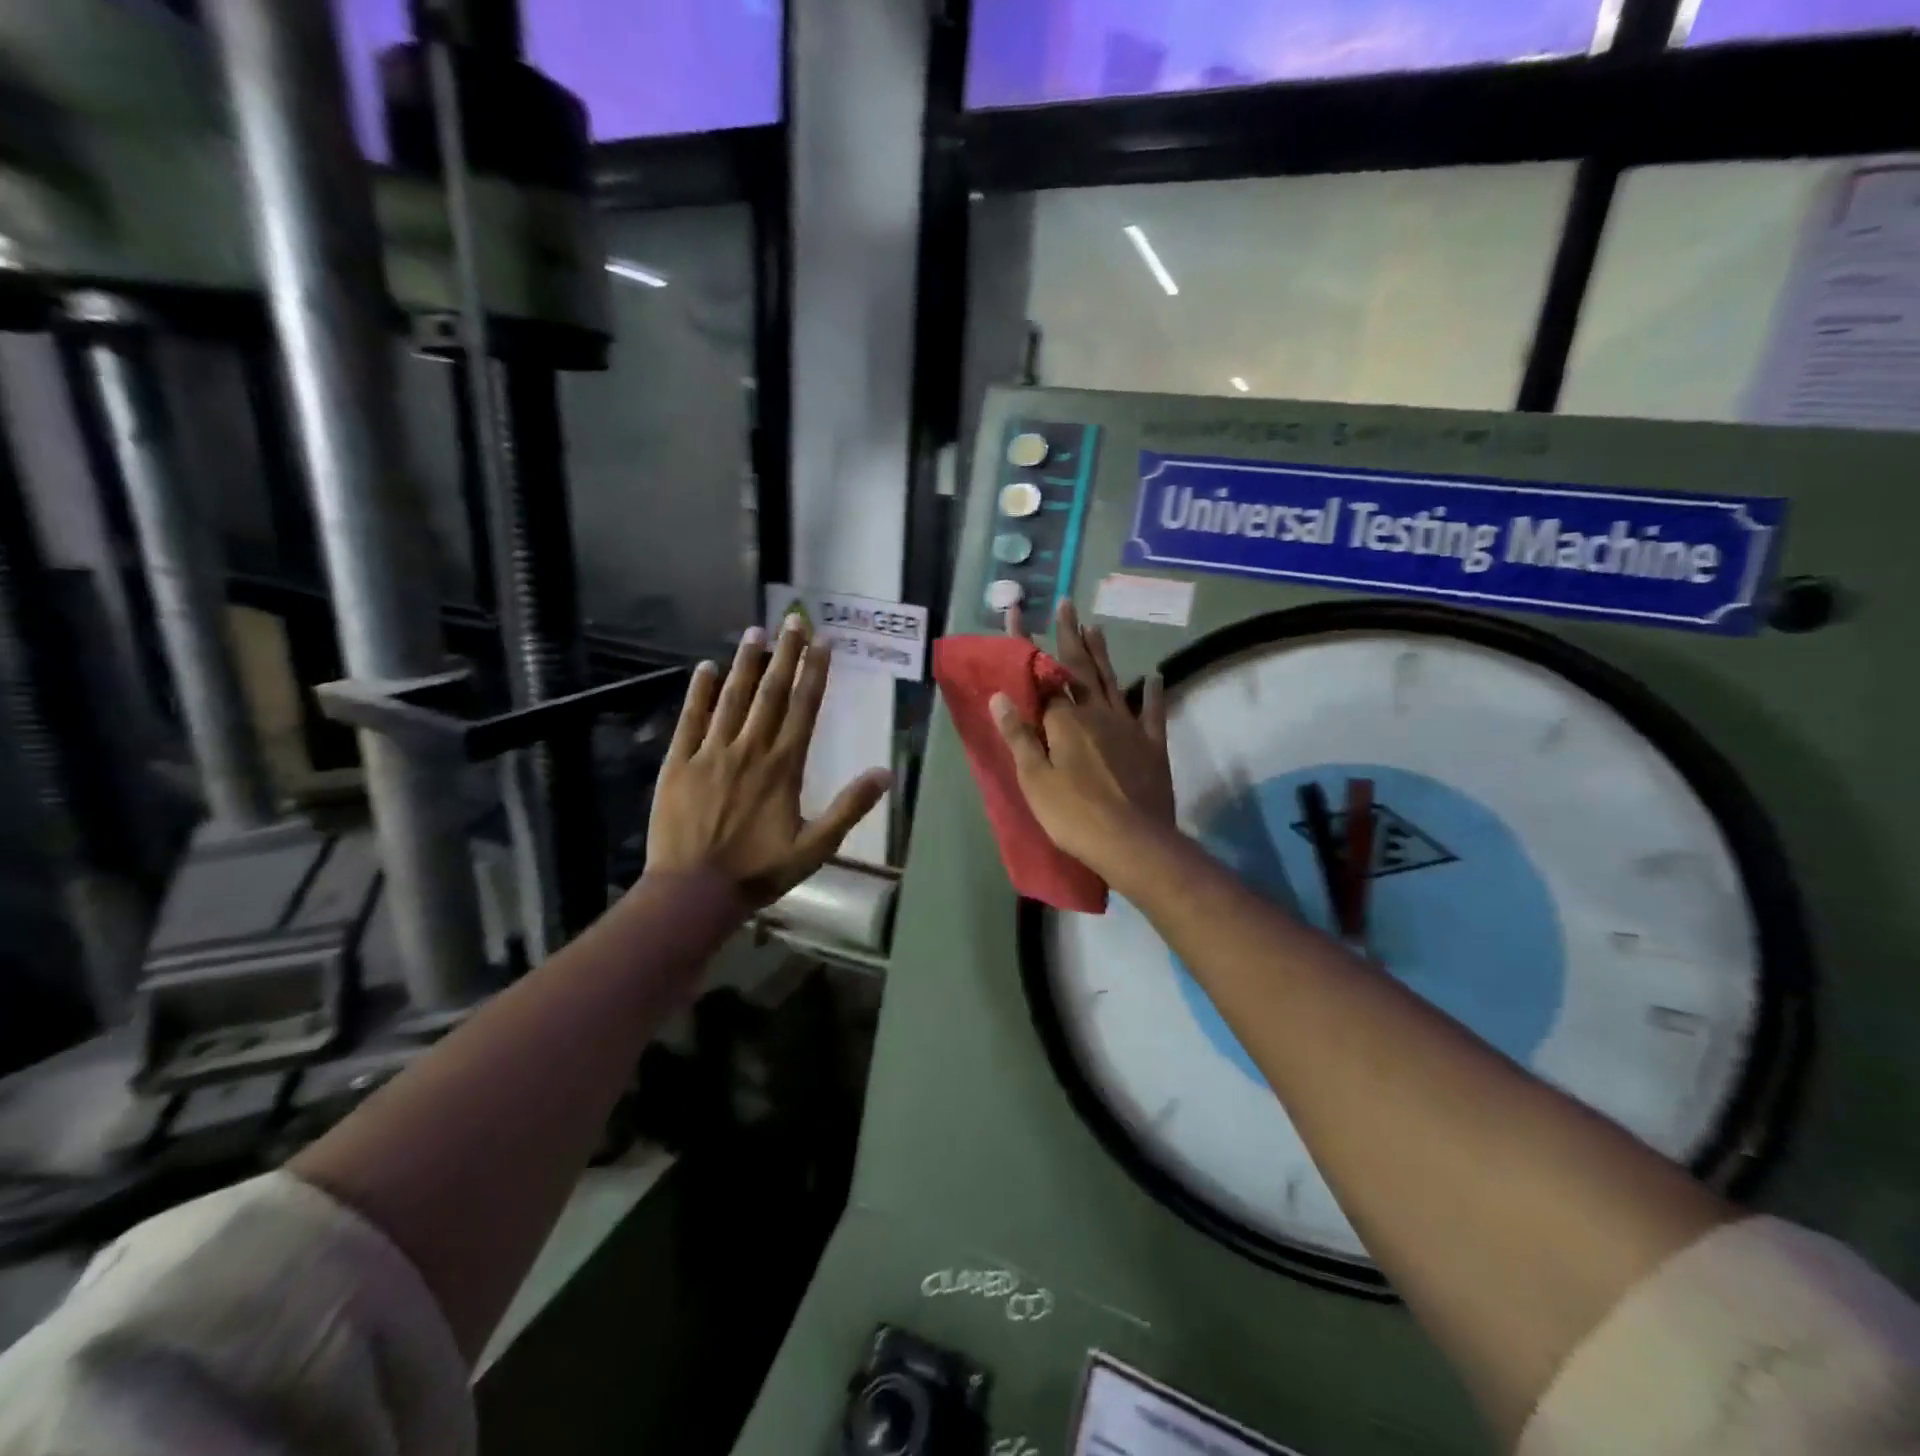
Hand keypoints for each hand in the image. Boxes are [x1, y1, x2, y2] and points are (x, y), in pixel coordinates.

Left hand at [647, 620, 891, 905]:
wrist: (694, 891)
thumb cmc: (760, 870)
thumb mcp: (816, 846)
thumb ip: (849, 807)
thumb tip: (885, 773)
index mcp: (783, 766)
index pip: (803, 708)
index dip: (815, 672)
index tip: (822, 642)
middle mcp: (749, 749)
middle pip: (770, 692)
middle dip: (784, 654)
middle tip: (792, 620)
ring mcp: (710, 752)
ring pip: (732, 698)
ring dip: (746, 663)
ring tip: (755, 632)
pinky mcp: (679, 763)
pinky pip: (690, 719)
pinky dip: (699, 692)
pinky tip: (706, 668)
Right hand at [991, 600, 1173, 876]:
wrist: (1133, 842)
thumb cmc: (1074, 814)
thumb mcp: (1034, 779)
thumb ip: (1019, 736)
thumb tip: (1000, 695)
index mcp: (1065, 720)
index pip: (1040, 673)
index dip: (1025, 643)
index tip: (1017, 610)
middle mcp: (1097, 713)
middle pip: (1081, 667)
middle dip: (1071, 635)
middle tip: (1067, 604)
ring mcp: (1129, 727)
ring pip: (1113, 682)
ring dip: (1103, 654)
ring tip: (1096, 627)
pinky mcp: (1152, 746)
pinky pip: (1153, 713)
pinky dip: (1153, 693)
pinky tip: (1154, 677)